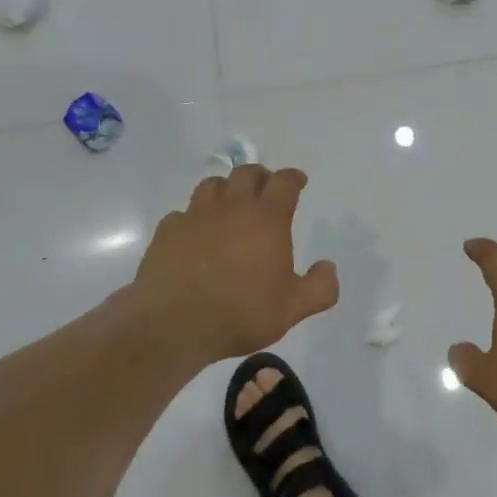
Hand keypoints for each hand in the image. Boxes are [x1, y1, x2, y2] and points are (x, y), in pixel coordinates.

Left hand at [133, 165, 338, 361]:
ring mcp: (196, 215)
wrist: (173, 323)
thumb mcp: (292, 308)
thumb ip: (319, 288)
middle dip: (260, 176)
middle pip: (247, 173)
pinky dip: (192, 218)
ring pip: (212, 185)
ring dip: (225, 189)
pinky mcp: (168, 231)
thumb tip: (329, 267)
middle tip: (265, 189)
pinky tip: (194, 234)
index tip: (298, 181)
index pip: (284, 182)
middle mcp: (232, 207)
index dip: (293, 178)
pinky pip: (182, 213)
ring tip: (229, 204)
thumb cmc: (240, 312)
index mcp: (267, 218)